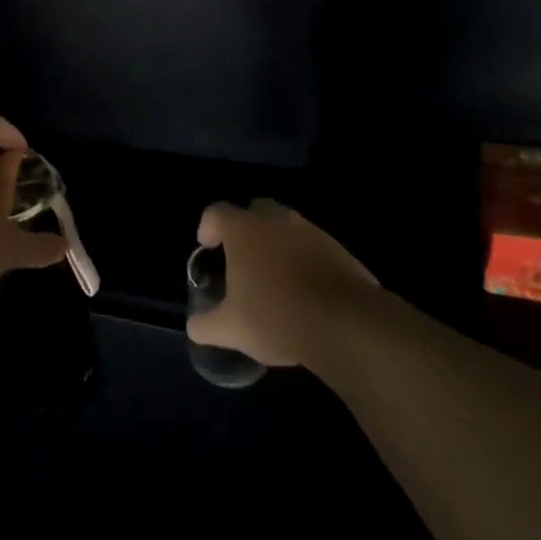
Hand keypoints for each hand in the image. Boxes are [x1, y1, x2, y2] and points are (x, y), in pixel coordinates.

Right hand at [187, 200, 379, 368]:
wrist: (346, 324)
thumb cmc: (276, 316)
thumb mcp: (230, 329)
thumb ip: (205, 325)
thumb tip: (195, 326)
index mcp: (244, 230)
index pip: (216, 212)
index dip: (208, 227)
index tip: (207, 247)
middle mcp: (277, 221)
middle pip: (255, 210)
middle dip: (246, 228)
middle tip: (241, 257)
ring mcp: (312, 232)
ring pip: (287, 227)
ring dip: (277, 244)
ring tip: (273, 277)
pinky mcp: (340, 250)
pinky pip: (313, 247)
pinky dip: (304, 260)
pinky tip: (304, 290)